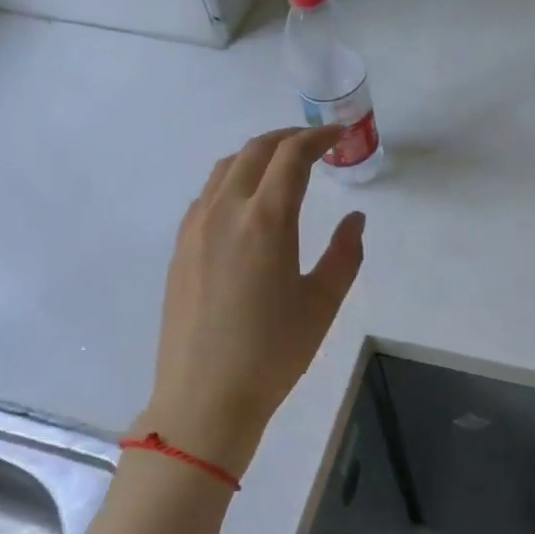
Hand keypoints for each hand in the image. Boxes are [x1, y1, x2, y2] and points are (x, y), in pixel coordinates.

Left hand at [138, 126, 366, 476]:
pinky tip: (247, 206)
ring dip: (256, 156)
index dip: (317, 138)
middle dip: (287, 139)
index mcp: (265, 220)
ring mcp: (195, 228)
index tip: (337, 136)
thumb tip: (354, 219)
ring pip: (224, 169)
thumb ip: (345, 254)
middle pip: (253, 151)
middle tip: (315, 145)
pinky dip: (232, 181)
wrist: (205, 397)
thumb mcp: (322, 304)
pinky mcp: (180, 249)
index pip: (291, 156)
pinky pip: (206, 196)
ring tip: (282, 169)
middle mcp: (224, 211)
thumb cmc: (273, 353)